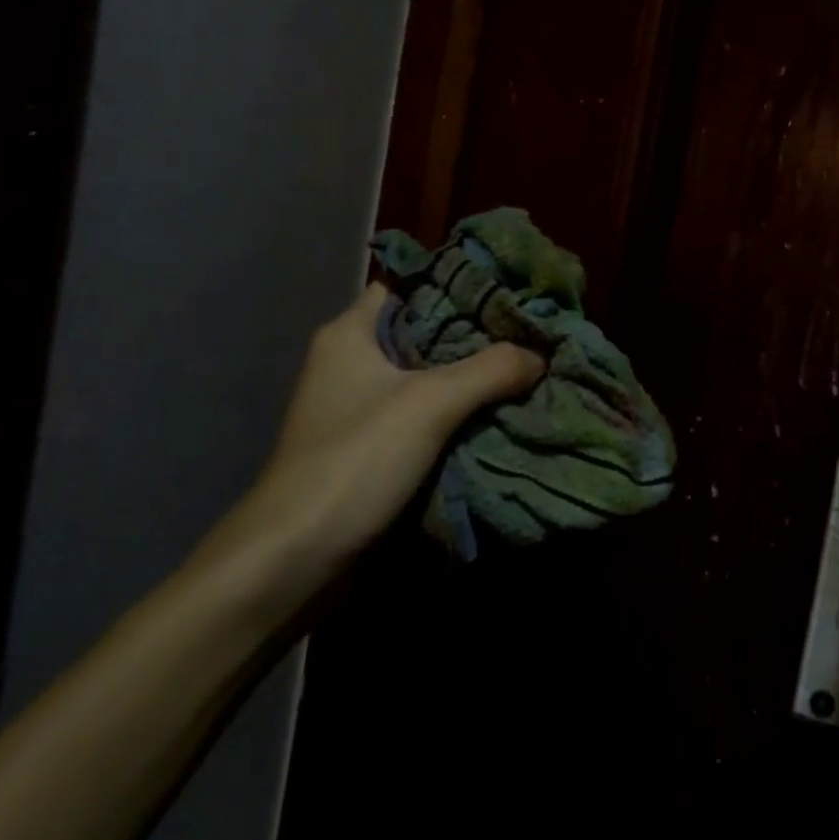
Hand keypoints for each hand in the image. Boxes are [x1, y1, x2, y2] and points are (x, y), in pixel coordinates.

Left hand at [190, 284, 544, 617]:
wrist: (297, 558)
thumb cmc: (355, 460)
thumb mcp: (429, 404)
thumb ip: (490, 370)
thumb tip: (541, 353)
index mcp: (351, 334)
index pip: (409, 284)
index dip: (456, 281)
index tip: (508, 286)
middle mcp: (353, 362)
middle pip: (425, 331)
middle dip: (476, 333)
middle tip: (531, 329)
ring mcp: (362, 407)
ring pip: (428, 377)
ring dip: (472, 377)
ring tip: (529, 365)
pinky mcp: (373, 447)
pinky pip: (425, 415)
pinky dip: (459, 413)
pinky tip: (502, 411)